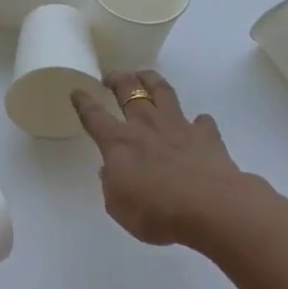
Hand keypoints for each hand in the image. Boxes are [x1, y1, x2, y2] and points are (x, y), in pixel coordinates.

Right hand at [72, 69, 250, 246]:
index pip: (94, 115)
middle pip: (128, 90)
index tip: (77, 91)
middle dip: (116, 78)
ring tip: (144, 76)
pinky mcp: (206, 135)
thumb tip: (110, 170)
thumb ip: (111, 185)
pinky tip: (197, 124)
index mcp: (119, 142)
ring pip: (162, 91)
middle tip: (110, 76)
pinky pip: (201, 121)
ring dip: (150, 79)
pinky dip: (198, 121)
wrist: (211, 208)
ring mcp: (178, 126)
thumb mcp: (118, 207)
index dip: (83, 102)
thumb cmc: (157, 212)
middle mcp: (146, 125)